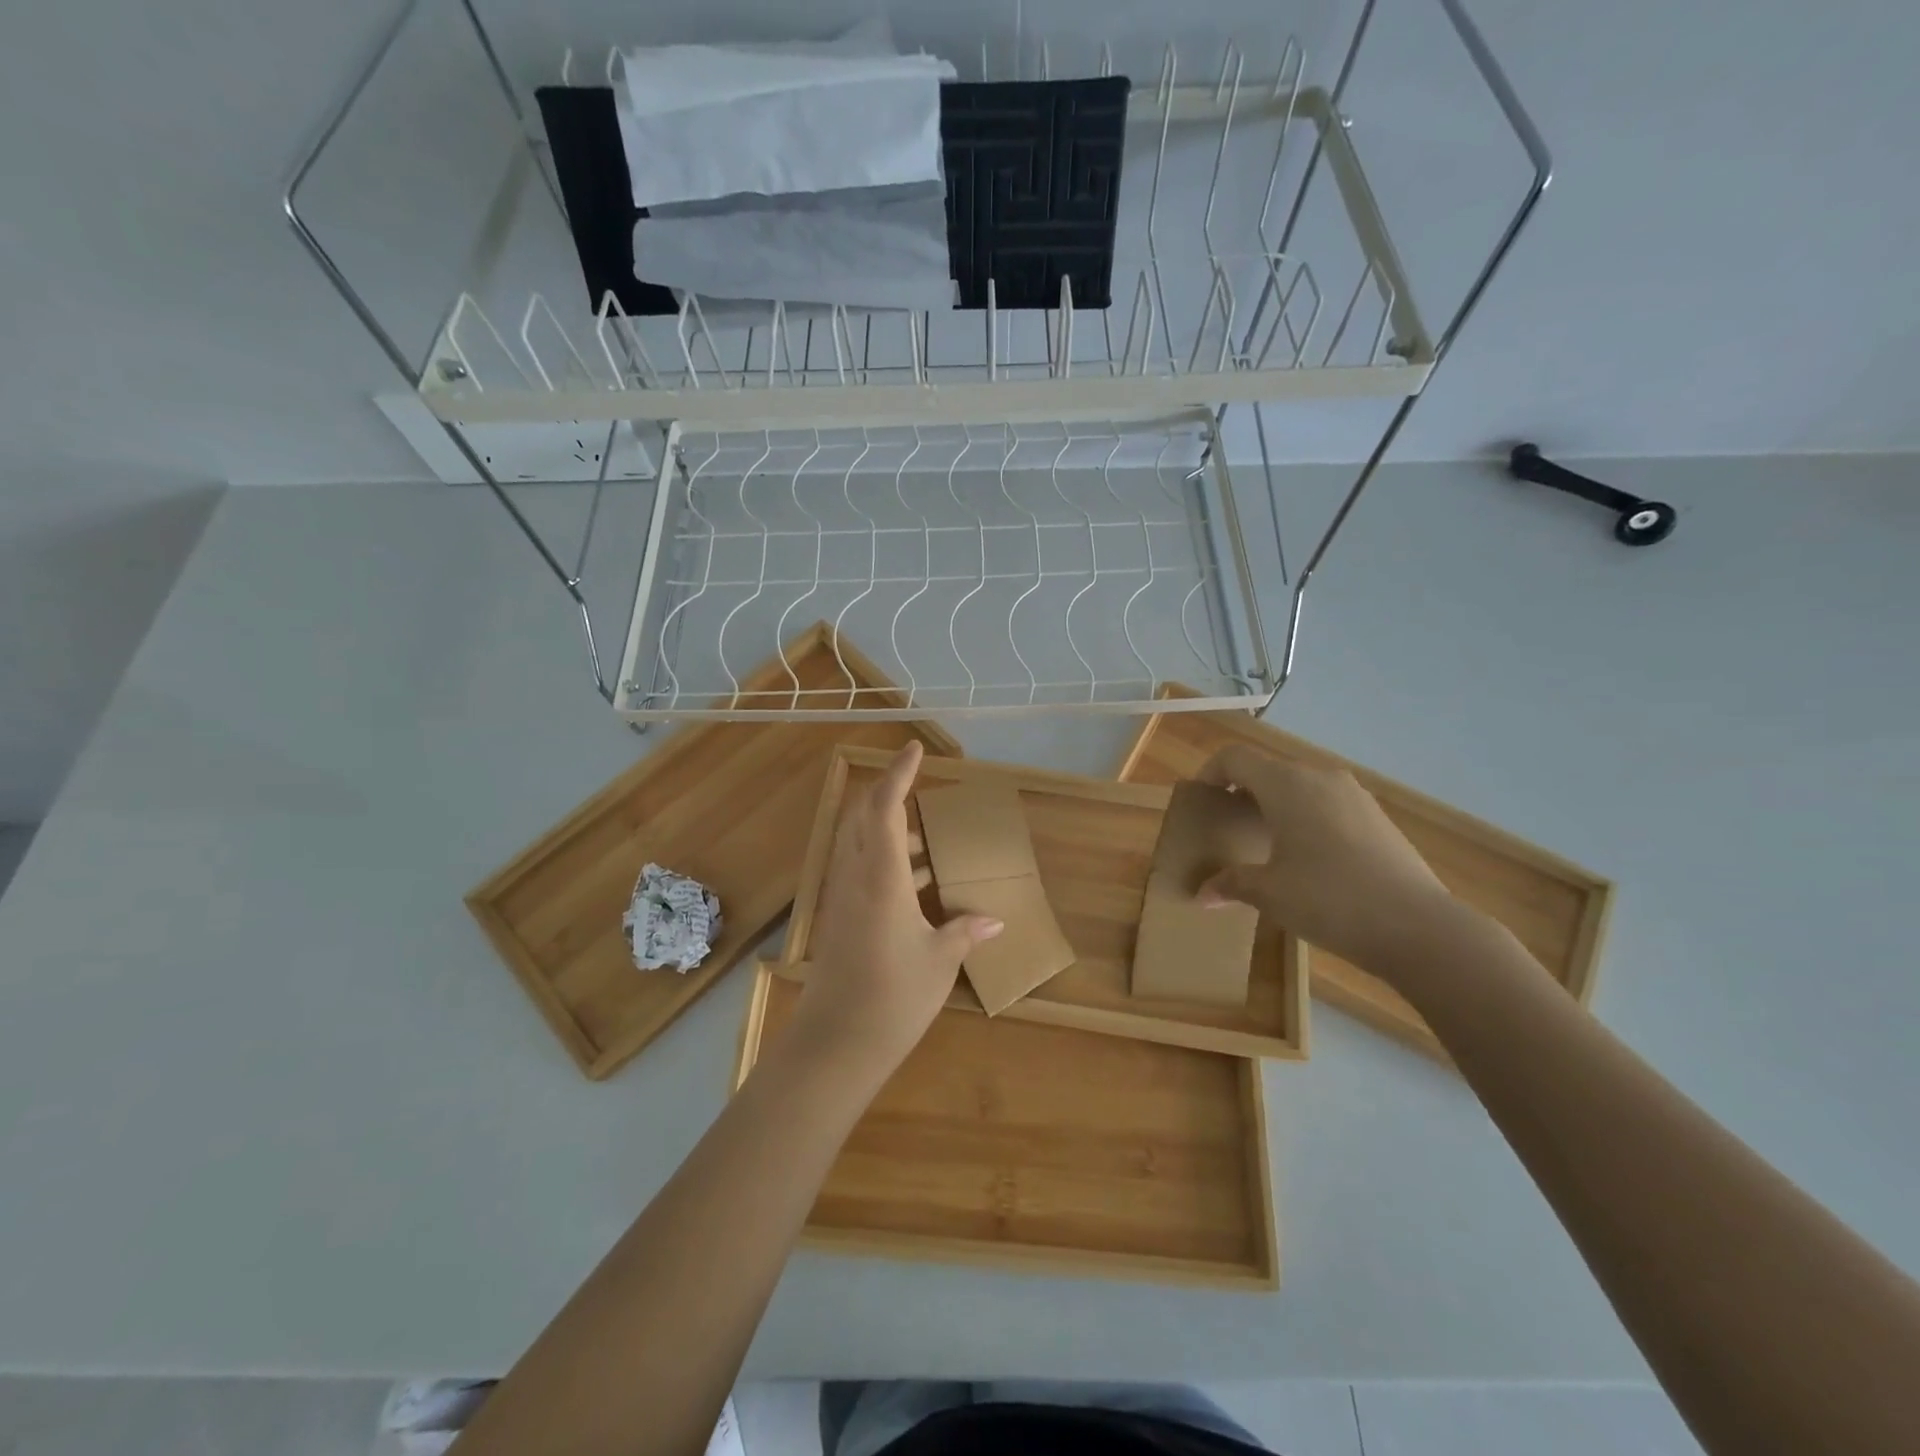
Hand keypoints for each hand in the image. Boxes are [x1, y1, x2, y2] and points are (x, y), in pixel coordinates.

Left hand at [790, 741, 1002, 1079]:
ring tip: (927, 839)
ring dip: (887, 828)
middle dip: (888, 792)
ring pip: (858, 842)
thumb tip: (993, 920)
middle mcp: (856, 876)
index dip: (899, 774)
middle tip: (919, 787)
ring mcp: (842, 897)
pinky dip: (884, 859)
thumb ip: (964, 932)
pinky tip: (915, 883)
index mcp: (882, 876)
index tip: (913, 748)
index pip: (886, 807)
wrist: (835, 1042)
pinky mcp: (840, 917)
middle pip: (863, 815)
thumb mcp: (938, 961)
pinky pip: (860, 869)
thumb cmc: (893, 996)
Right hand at [1195, 744, 1456, 984]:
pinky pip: (1328, 803)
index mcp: (1286, 785)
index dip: (1211, 772)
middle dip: (1243, 791)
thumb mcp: (1269, 894)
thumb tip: (1202, 894)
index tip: (1201, 799)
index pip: (1235, 758)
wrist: (1417, 926)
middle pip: (1269, 769)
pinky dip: (1308, 816)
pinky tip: (1311, 857)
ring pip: (1302, 785)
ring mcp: (1354, 795)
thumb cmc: (1329, 899)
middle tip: (1229, 825)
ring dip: (1277, 803)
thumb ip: (1231, 883)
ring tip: (1268, 842)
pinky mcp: (1377, 816)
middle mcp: (1320, 778)